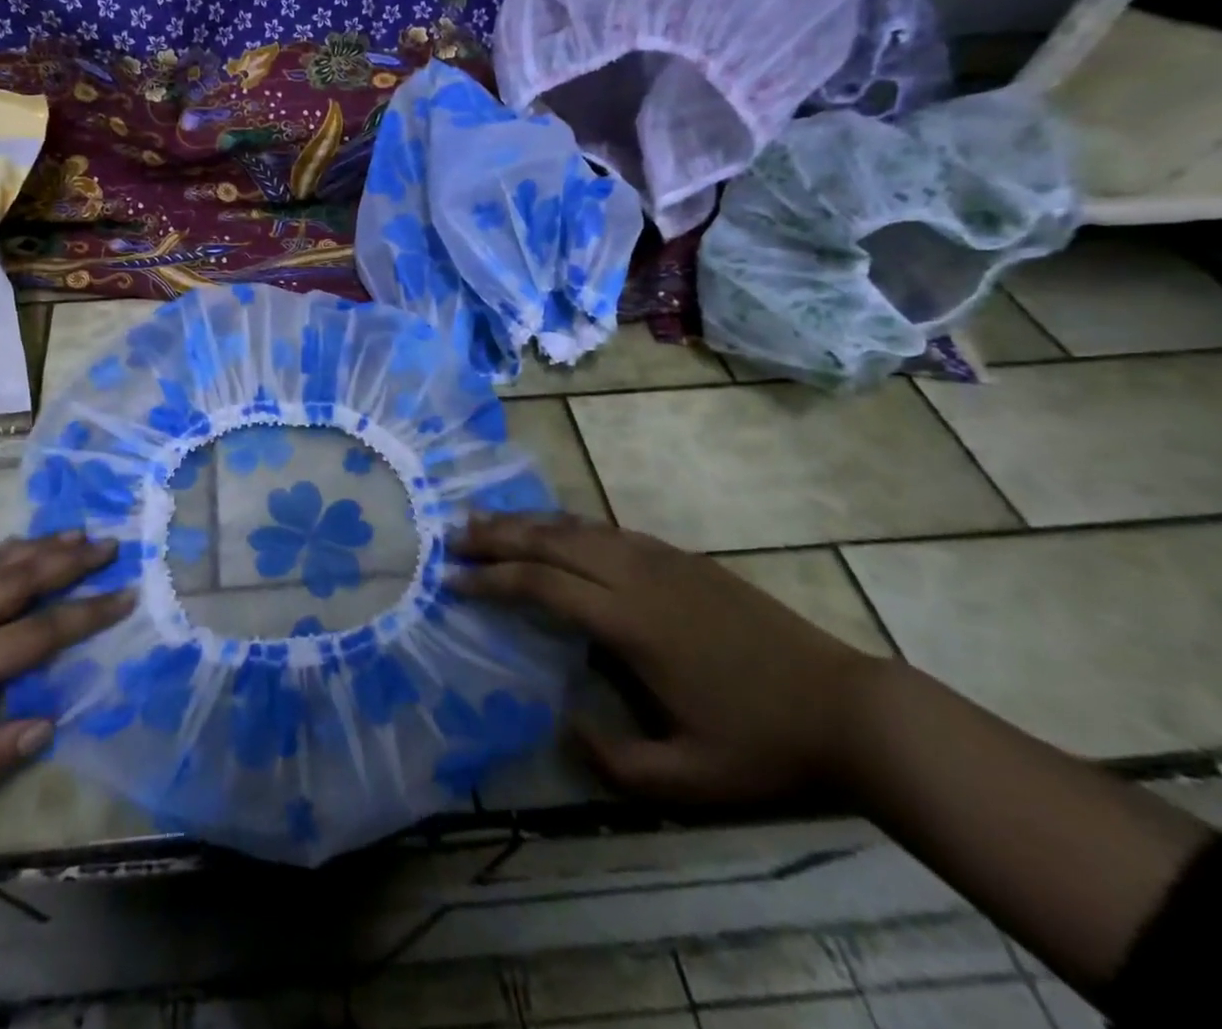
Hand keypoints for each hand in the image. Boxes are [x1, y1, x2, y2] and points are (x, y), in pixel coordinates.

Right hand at [451, 516, 884, 804]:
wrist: (848, 707)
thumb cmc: (764, 744)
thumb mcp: (690, 780)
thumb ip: (616, 764)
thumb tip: (564, 725)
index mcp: (630, 623)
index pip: (542, 585)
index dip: (492, 579)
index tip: (453, 580)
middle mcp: (636, 576)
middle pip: (551, 541)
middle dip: (496, 536)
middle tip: (452, 535)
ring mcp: (660, 559)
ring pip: (577, 526)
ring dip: (526, 522)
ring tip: (485, 519)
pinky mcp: (680, 557)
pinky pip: (607, 528)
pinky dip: (566, 523)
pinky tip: (551, 527)